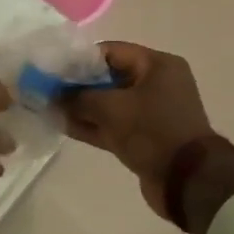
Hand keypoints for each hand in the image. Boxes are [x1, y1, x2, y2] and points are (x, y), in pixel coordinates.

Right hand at [62, 43, 215, 217]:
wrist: (187, 181)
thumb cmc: (153, 131)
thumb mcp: (112, 108)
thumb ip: (79, 97)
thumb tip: (54, 94)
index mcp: (157, 65)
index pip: (111, 51)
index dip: (79, 60)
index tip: (52, 69)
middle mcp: (156, 84)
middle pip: (108, 77)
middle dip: (77, 85)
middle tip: (46, 90)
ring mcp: (150, 112)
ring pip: (109, 104)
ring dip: (81, 107)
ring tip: (48, 108)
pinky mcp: (144, 137)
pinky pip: (113, 124)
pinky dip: (91, 125)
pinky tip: (62, 125)